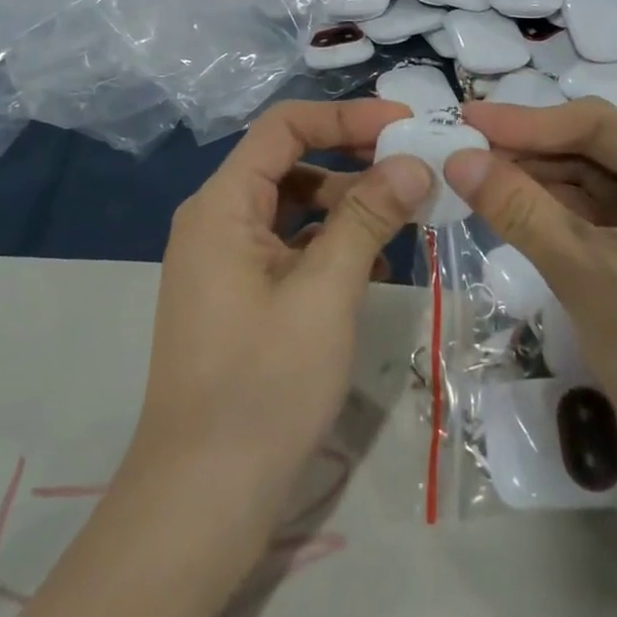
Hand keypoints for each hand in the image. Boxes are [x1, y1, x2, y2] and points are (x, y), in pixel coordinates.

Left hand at [130, 100, 431, 523]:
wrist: (201, 501)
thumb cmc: (263, 386)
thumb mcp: (325, 293)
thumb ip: (367, 218)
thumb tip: (412, 162)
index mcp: (223, 205)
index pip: (285, 127)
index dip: (345, 116)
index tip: (404, 125)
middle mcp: (217, 221)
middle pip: (290, 163)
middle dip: (353, 160)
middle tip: (415, 169)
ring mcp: (225, 261)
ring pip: (293, 207)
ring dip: (348, 206)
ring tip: (407, 220)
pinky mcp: (239, 296)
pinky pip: (289, 248)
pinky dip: (332, 246)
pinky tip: (377, 268)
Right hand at [444, 100, 616, 537]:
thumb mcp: (588, 276)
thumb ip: (520, 210)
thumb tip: (458, 158)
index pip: (596, 127)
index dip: (526, 120)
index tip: (465, 118)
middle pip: (593, 156)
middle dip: (528, 155)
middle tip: (460, 155)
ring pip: (592, 194)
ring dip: (536, 189)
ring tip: (474, 183)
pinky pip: (598, 230)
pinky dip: (554, 223)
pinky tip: (512, 220)